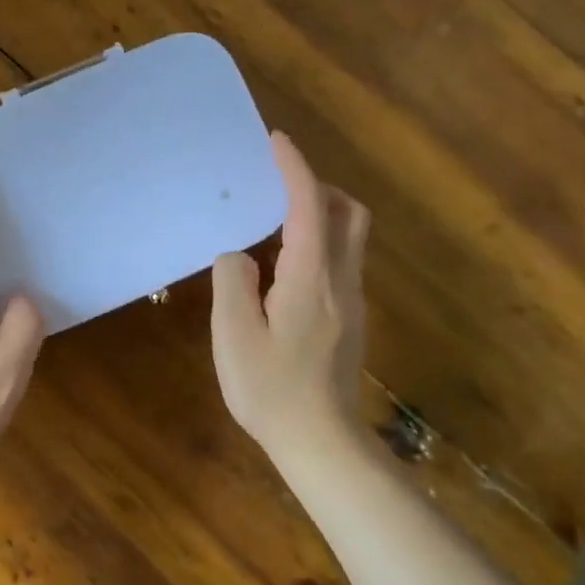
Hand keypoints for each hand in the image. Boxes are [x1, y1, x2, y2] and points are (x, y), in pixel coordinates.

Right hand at [211, 131, 370, 450]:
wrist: (322, 443)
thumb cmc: (272, 389)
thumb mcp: (234, 334)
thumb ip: (233, 281)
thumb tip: (241, 256)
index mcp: (310, 276)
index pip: (309, 205)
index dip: (295, 167)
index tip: (277, 140)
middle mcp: (340, 280)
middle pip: (348, 214)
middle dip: (319, 187)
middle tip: (280, 186)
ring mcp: (351, 301)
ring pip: (349, 238)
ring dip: (321, 215)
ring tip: (275, 223)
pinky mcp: (350, 320)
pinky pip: (340, 262)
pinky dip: (318, 243)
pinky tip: (284, 269)